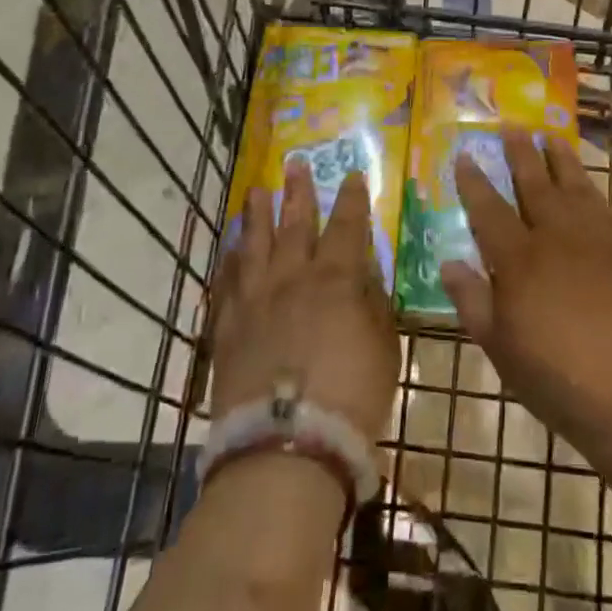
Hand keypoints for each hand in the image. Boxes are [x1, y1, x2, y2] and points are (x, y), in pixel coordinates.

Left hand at [210, 161, 399, 444]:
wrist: (286, 445)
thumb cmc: (351, 397)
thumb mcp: (385, 348)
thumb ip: (375, 305)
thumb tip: (366, 275)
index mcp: (336, 280)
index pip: (347, 227)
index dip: (352, 199)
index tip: (354, 175)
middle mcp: (293, 278)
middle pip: (295, 225)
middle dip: (299, 193)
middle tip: (295, 164)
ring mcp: (255, 301)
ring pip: (254, 245)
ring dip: (257, 216)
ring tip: (256, 191)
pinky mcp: (228, 328)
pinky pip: (226, 284)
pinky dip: (229, 262)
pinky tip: (230, 249)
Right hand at [441, 129, 611, 454]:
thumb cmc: (558, 379)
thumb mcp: (500, 349)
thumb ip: (472, 301)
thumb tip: (450, 261)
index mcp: (519, 260)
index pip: (489, 209)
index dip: (474, 182)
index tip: (466, 155)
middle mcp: (557, 237)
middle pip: (534, 184)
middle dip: (521, 154)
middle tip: (513, 126)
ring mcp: (597, 240)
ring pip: (574, 187)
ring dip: (561, 161)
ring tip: (552, 138)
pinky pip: (605, 208)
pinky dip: (592, 191)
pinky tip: (589, 189)